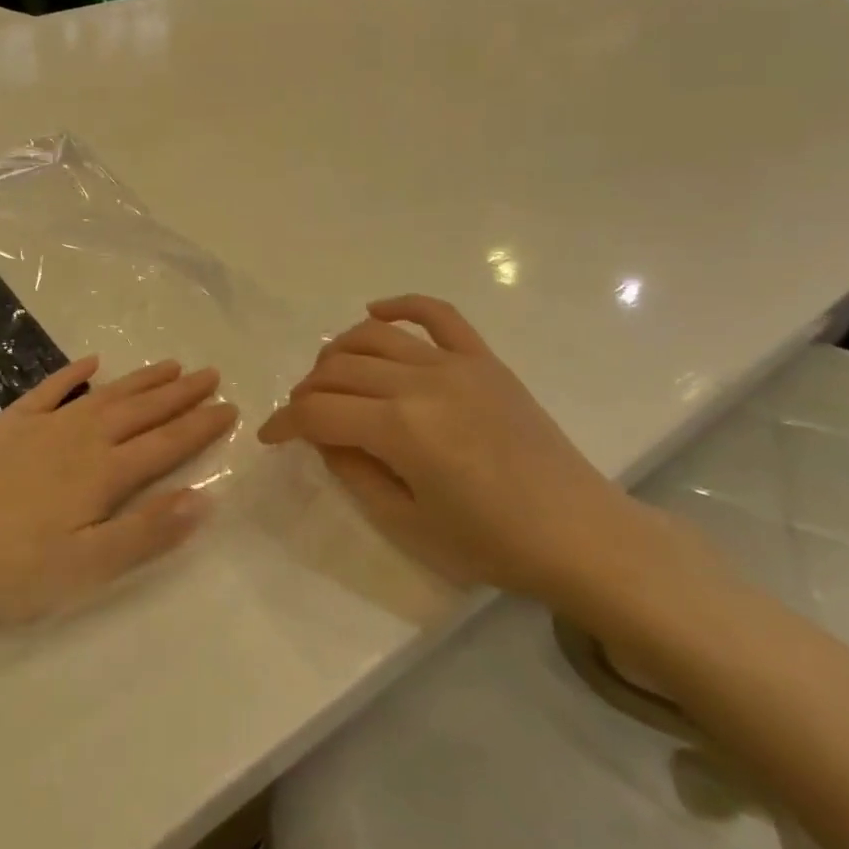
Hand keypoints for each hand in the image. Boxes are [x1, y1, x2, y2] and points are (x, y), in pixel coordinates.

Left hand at [0, 356, 235, 671]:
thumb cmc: (13, 570)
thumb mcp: (89, 567)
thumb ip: (147, 532)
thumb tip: (203, 499)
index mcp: (105, 474)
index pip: (166, 444)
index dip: (200, 426)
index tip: (229, 407)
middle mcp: (82, 439)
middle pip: (142, 411)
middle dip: (180, 394)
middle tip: (211, 374)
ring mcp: (43, 427)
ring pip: (105, 395)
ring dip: (140, 380)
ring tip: (171, 365)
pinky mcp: (8, 425)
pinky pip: (49, 389)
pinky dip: (73, 374)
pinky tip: (91, 362)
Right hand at [259, 295, 657, 603]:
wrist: (579, 533)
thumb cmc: (490, 543)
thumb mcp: (406, 521)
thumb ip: (353, 471)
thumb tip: (324, 437)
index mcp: (399, 429)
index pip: (318, 412)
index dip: (284, 423)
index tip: (270, 438)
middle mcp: (421, 383)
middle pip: (339, 370)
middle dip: (306, 391)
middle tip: (302, 416)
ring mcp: (456, 364)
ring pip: (375, 337)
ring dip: (338, 352)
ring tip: (328, 376)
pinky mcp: (484, 359)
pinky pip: (438, 314)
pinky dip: (401, 306)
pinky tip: (375, 312)